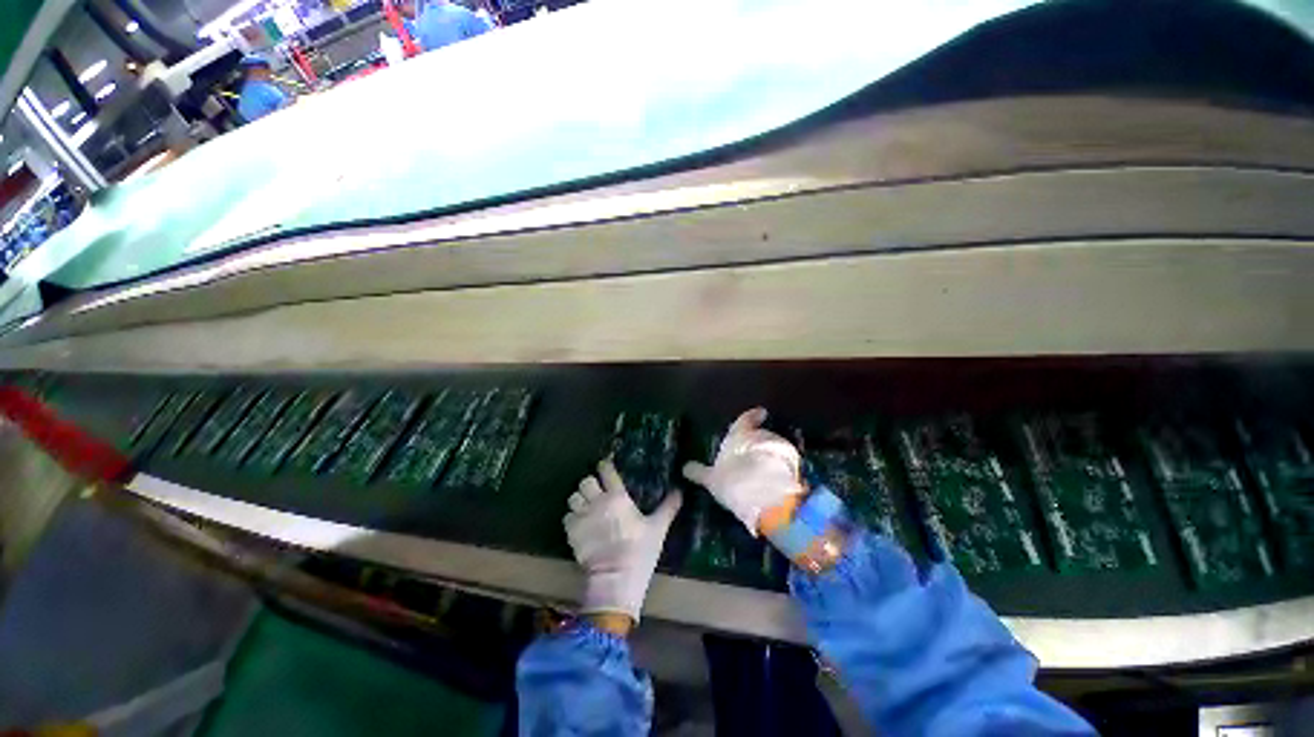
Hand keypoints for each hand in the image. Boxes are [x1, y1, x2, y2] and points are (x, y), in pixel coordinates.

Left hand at [564, 459, 681, 624]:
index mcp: (618, 497)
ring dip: (579, 500)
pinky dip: (572, 517)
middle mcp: (597, 502)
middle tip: (596, 491)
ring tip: (586, 507)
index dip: (605, 466)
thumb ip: (668, 507)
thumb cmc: (639, 551)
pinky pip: (566, 516)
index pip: (607, 472)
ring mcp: (582, 517)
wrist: (616, 580)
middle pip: (585, 481)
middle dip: (590, 483)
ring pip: (573, 497)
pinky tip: (580, 524)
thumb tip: (680, 491)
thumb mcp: (658, 528)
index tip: (606, 466)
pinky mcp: (571, 533)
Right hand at [682, 407, 804, 534]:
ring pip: (774, 448)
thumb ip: (699, 472)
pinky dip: (781, 467)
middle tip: (751, 453)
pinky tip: (776, 479)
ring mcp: (780, 449)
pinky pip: (785, 463)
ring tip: (763, 469)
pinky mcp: (793, 465)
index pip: (746, 419)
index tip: (760, 412)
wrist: (768, 496)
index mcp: (740, 433)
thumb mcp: (711, 479)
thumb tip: (684, 467)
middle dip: (757, 441)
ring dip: (769, 455)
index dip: (752, 416)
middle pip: (760, 434)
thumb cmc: (733, 480)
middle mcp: (761, 435)